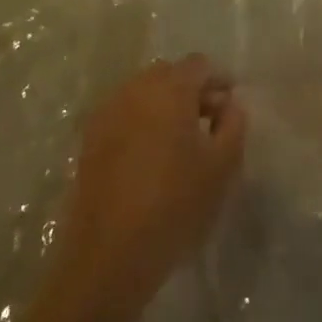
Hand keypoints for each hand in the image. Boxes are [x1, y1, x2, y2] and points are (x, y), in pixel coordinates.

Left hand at [49, 55, 245, 321]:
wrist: (108, 256)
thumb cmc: (175, 205)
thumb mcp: (222, 166)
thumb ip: (233, 124)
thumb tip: (228, 104)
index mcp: (168, 90)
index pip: (198, 65)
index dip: (218, 80)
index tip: (230, 104)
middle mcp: (134, 90)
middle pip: (168, 74)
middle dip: (190, 89)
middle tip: (209, 121)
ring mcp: (106, 113)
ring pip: (142, 93)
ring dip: (164, 105)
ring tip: (181, 140)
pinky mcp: (89, 140)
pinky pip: (123, 114)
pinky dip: (141, 122)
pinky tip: (151, 155)